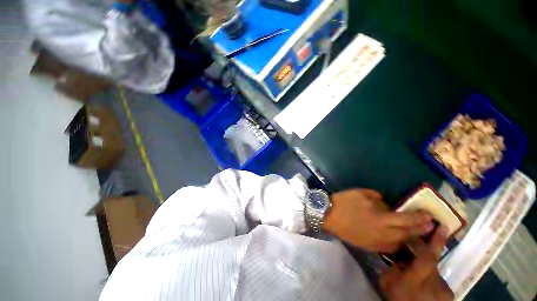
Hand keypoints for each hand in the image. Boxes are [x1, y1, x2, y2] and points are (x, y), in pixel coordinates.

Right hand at [322, 189, 432, 252]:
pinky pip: (390, 248)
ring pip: (401, 244)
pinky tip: (399, 240)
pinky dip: (398, 244)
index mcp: (381, 219)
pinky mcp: (370, 246)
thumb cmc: (344, 202)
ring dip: (411, 239)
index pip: (407, 220)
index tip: (430, 215)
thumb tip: (387, 205)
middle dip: (421, 230)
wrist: (328, 216)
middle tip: (431, 226)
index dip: (420, 218)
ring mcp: (377, 242)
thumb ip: (378, 198)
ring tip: (418, 234)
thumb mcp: (361, 194)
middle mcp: (384, 234)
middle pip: (407, 234)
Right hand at [380, 226, 453, 300]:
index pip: (425, 260)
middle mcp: (432, 285)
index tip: (417, 232)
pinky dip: (433, 270)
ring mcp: (443, 290)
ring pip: (437, 266)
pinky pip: (439, 275)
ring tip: (423, 256)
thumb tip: (399, 253)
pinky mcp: (449, 293)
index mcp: (413, 283)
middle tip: (443, 227)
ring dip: (431, 257)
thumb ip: (392, 267)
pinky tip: (427, 272)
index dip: (423, 244)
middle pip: (435, 260)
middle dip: (438, 242)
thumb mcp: (386, 282)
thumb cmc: (396, 298)